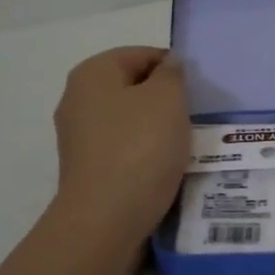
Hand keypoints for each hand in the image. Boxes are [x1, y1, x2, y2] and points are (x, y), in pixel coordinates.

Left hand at [52, 46, 189, 239]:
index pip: (141, 55)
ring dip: (157, 129)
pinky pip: (124, 149)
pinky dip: (145, 153)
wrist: (107, 219)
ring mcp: (79, 137)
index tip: (197, 91)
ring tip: (184, 145)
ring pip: (129, 120)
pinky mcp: (87, 168)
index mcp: (92, 73)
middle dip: (165, 100)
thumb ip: (172, 74)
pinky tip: (164, 168)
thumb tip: (167, 66)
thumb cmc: (140, 149)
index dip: (173, 68)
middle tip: (194, 117)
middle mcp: (77, 99)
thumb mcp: (168, 100)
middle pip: (133, 87)